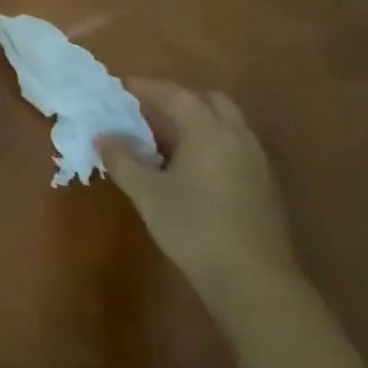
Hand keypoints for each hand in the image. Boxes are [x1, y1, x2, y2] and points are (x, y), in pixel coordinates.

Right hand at [98, 80, 302, 322]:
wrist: (253, 280)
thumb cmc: (194, 228)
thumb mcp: (147, 193)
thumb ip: (123, 160)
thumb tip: (104, 136)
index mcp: (209, 132)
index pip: (176, 95)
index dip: (147, 87)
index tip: (122, 87)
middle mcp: (238, 138)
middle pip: (210, 101)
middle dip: (178, 99)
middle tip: (147, 110)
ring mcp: (256, 162)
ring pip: (226, 124)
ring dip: (196, 121)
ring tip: (164, 138)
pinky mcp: (263, 186)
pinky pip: (234, 146)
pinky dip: (210, 142)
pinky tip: (189, 167)